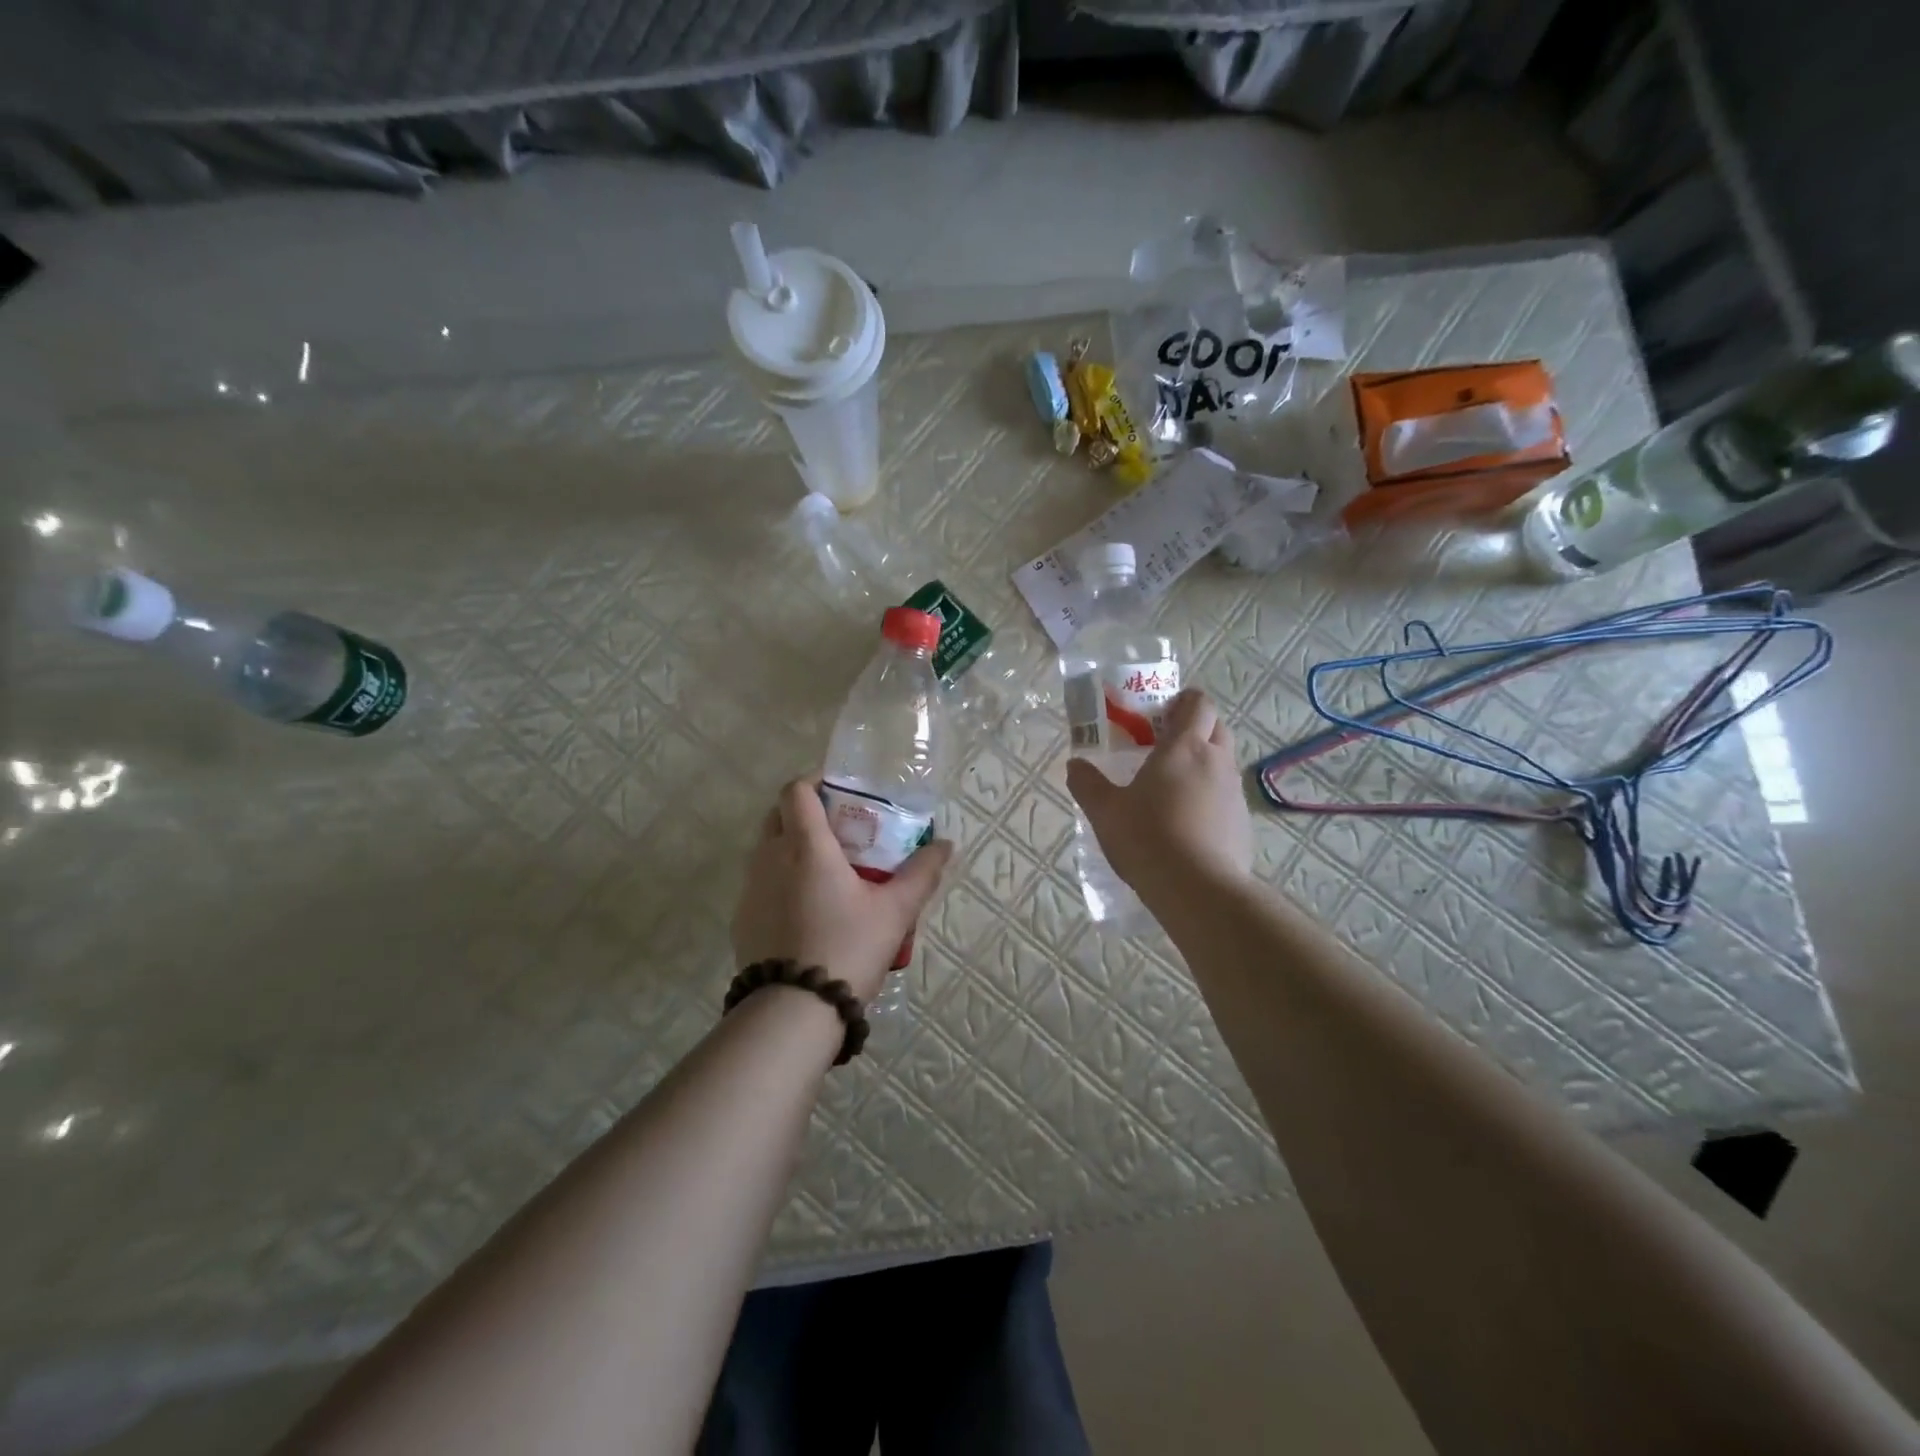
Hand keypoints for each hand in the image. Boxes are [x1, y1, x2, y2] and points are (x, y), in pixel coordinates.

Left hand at [732, 779, 953, 1002]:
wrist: (793, 1011)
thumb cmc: (848, 948)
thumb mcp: (896, 912)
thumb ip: (921, 873)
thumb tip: (945, 845)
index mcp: (805, 846)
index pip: (795, 790)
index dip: (814, 781)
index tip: (839, 792)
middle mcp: (770, 858)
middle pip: (777, 815)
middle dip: (805, 812)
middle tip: (840, 831)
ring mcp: (751, 889)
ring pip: (766, 849)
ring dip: (791, 846)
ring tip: (827, 872)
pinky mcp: (742, 918)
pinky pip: (760, 882)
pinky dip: (780, 880)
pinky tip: (806, 910)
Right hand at [1066, 688, 1252, 902]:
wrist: (1198, 889)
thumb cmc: (1148, 837)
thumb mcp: (1105, 811)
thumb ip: (1088, 784)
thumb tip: (1075, 765)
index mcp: (1185, 747)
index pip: (1199, 704)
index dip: (1184, 701)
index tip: (1163, 713)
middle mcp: (1216, 762)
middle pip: (1217, 728)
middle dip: (1196, 729)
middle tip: (1165, 746)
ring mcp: (1234, 793)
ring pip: (1224, 764)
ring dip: (1204, 764)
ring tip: (1173, 789)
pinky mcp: (1242, 824)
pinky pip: (1226, 798)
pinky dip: (1211, 799)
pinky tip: (1188, 824)